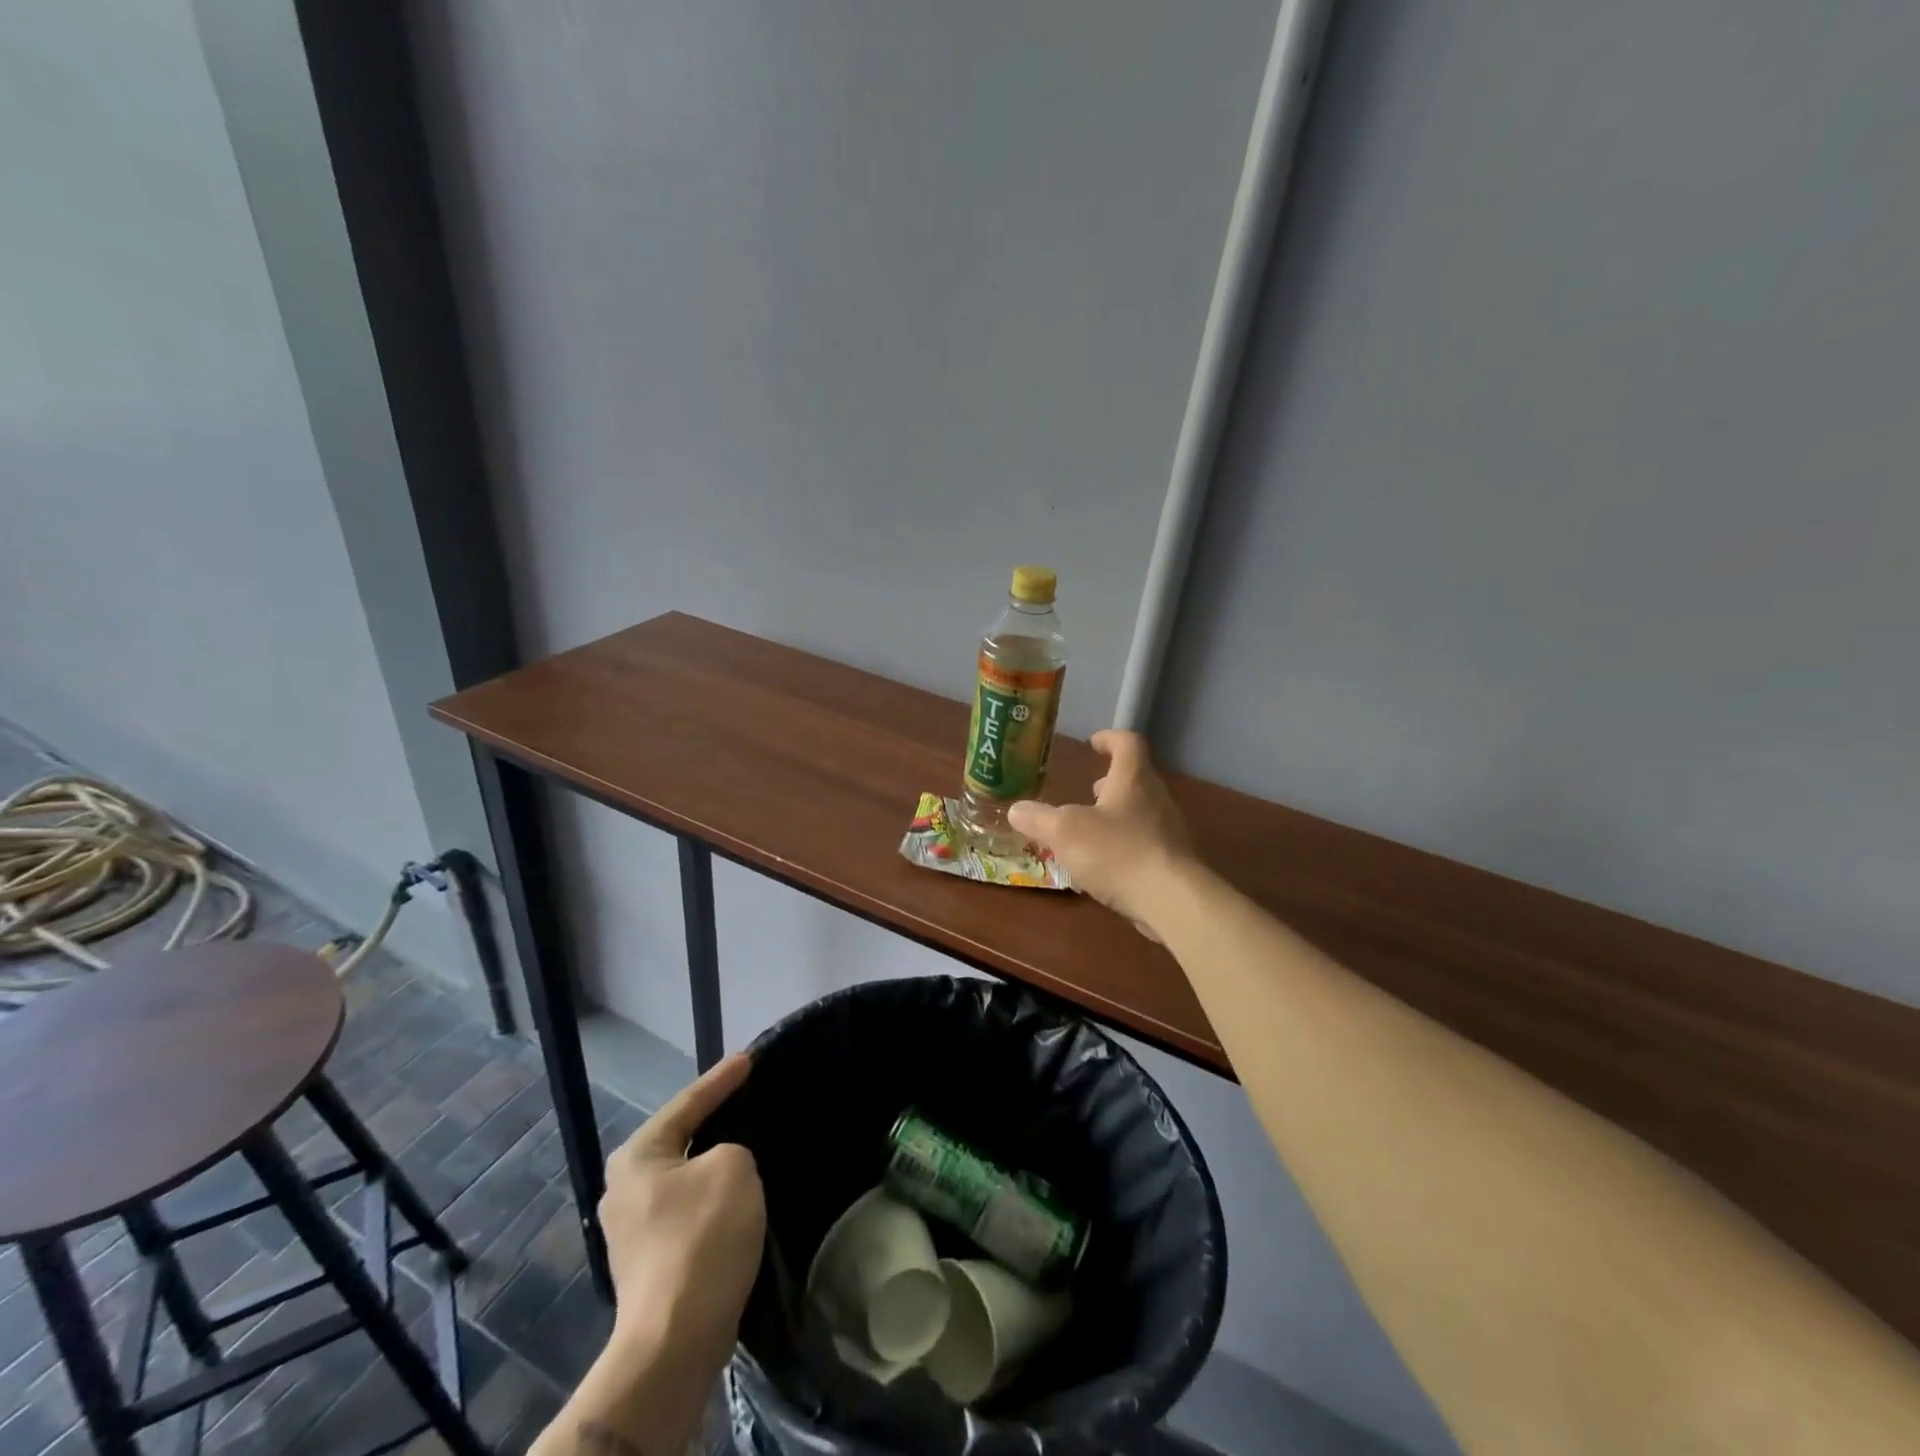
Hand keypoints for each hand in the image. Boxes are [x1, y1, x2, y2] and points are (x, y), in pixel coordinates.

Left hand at [599, 1053, 764, 1375]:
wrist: (675, 1341)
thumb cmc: (701, 1237)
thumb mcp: (733, 1166)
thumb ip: (732, 1149)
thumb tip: (721, 1169)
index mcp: (637, 1156)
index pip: (688, 1102)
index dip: (722, 1078)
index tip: (750, 1057)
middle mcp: (624, 1188)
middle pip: (680, 1139)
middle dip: (713, 1120)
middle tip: (747, 1098)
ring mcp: (632, 1230)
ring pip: (685, 1178)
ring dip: (714, 1165)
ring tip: (748, 1147)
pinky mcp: (649, 1262)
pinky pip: (687, 1210)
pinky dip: (712, 1199)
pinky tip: (735, 1199)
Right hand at [1009, 729, 1198, 934]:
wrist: (1172, 901)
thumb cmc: (1117, 853)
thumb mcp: (1065, 832)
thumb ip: (1039, 819)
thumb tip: (1016, 809)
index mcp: (1133, 779)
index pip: (1127, 743)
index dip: (1110, 739)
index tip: (1094, 743)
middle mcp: (1156, 798)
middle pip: (1136, 778)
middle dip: (1111, 782)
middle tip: (1090, 790)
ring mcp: (1169, 831)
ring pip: (1141, 811)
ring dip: (1117, 814)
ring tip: (1091, 829)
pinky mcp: (1173, 861)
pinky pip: (1146, 842)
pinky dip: (1125, 843)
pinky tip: (1106, 865)